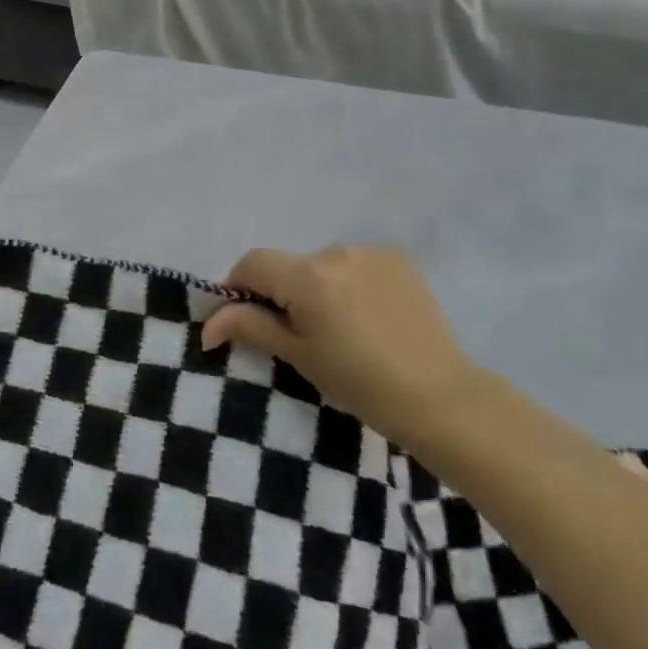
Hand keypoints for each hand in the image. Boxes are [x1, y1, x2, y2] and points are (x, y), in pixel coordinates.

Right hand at [201, 246, 478, 447]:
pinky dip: (350, 283)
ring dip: (318, 286)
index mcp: (307, 276)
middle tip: (297, 333)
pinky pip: (356, 264)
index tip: (241, 316)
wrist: (440, 397)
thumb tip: (207, 324)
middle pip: (290, 264)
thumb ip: (250, 326)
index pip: (253, 263)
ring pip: (323, 264)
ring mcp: (370, 251)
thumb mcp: (299, 356)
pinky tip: (368, 316)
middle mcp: (335, 251)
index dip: (238, 286)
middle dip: (283, 291)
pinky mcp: (397, 258)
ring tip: (340, 328)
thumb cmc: (360, 384)